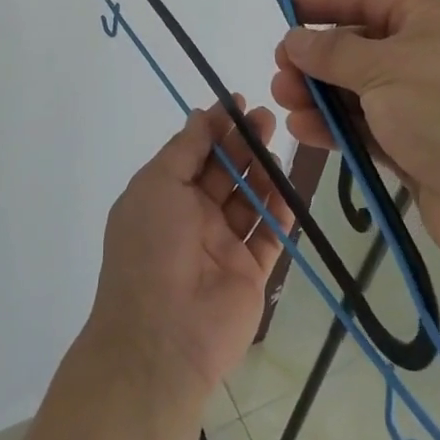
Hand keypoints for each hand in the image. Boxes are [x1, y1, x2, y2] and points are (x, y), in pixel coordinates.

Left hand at [85, 100, 294, 400]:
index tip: (239, 103)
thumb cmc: (151, 246)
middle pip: (225, 172)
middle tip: (266, 118)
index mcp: (165, 195)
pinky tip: (288, 190)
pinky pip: (269, 236)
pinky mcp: (250, 274)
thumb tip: (201, 114)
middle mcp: (193, 217)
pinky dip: (280, 213)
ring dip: (263, 172)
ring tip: (277, 147)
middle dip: (244, 143)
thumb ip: (185, 149)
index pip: (195, 152)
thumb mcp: (157, 184)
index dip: (216, 127)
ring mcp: (222, 246)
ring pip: (249, 200)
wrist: (162, 336)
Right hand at [270, 0, 439, 263]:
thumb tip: (295, 38)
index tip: (287, 10)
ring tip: (283, 102)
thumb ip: (332, 52)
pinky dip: (339, 129)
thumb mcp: (383, 67)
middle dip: (318, 59)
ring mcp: (430, 108)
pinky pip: (372, 130)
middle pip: (363, 49)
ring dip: (321, 96)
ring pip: (363, 93)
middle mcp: (433, 58)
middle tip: (280, 71)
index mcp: (434, 21)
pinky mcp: (424, 152)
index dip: (328, 2)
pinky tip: (304, 131)